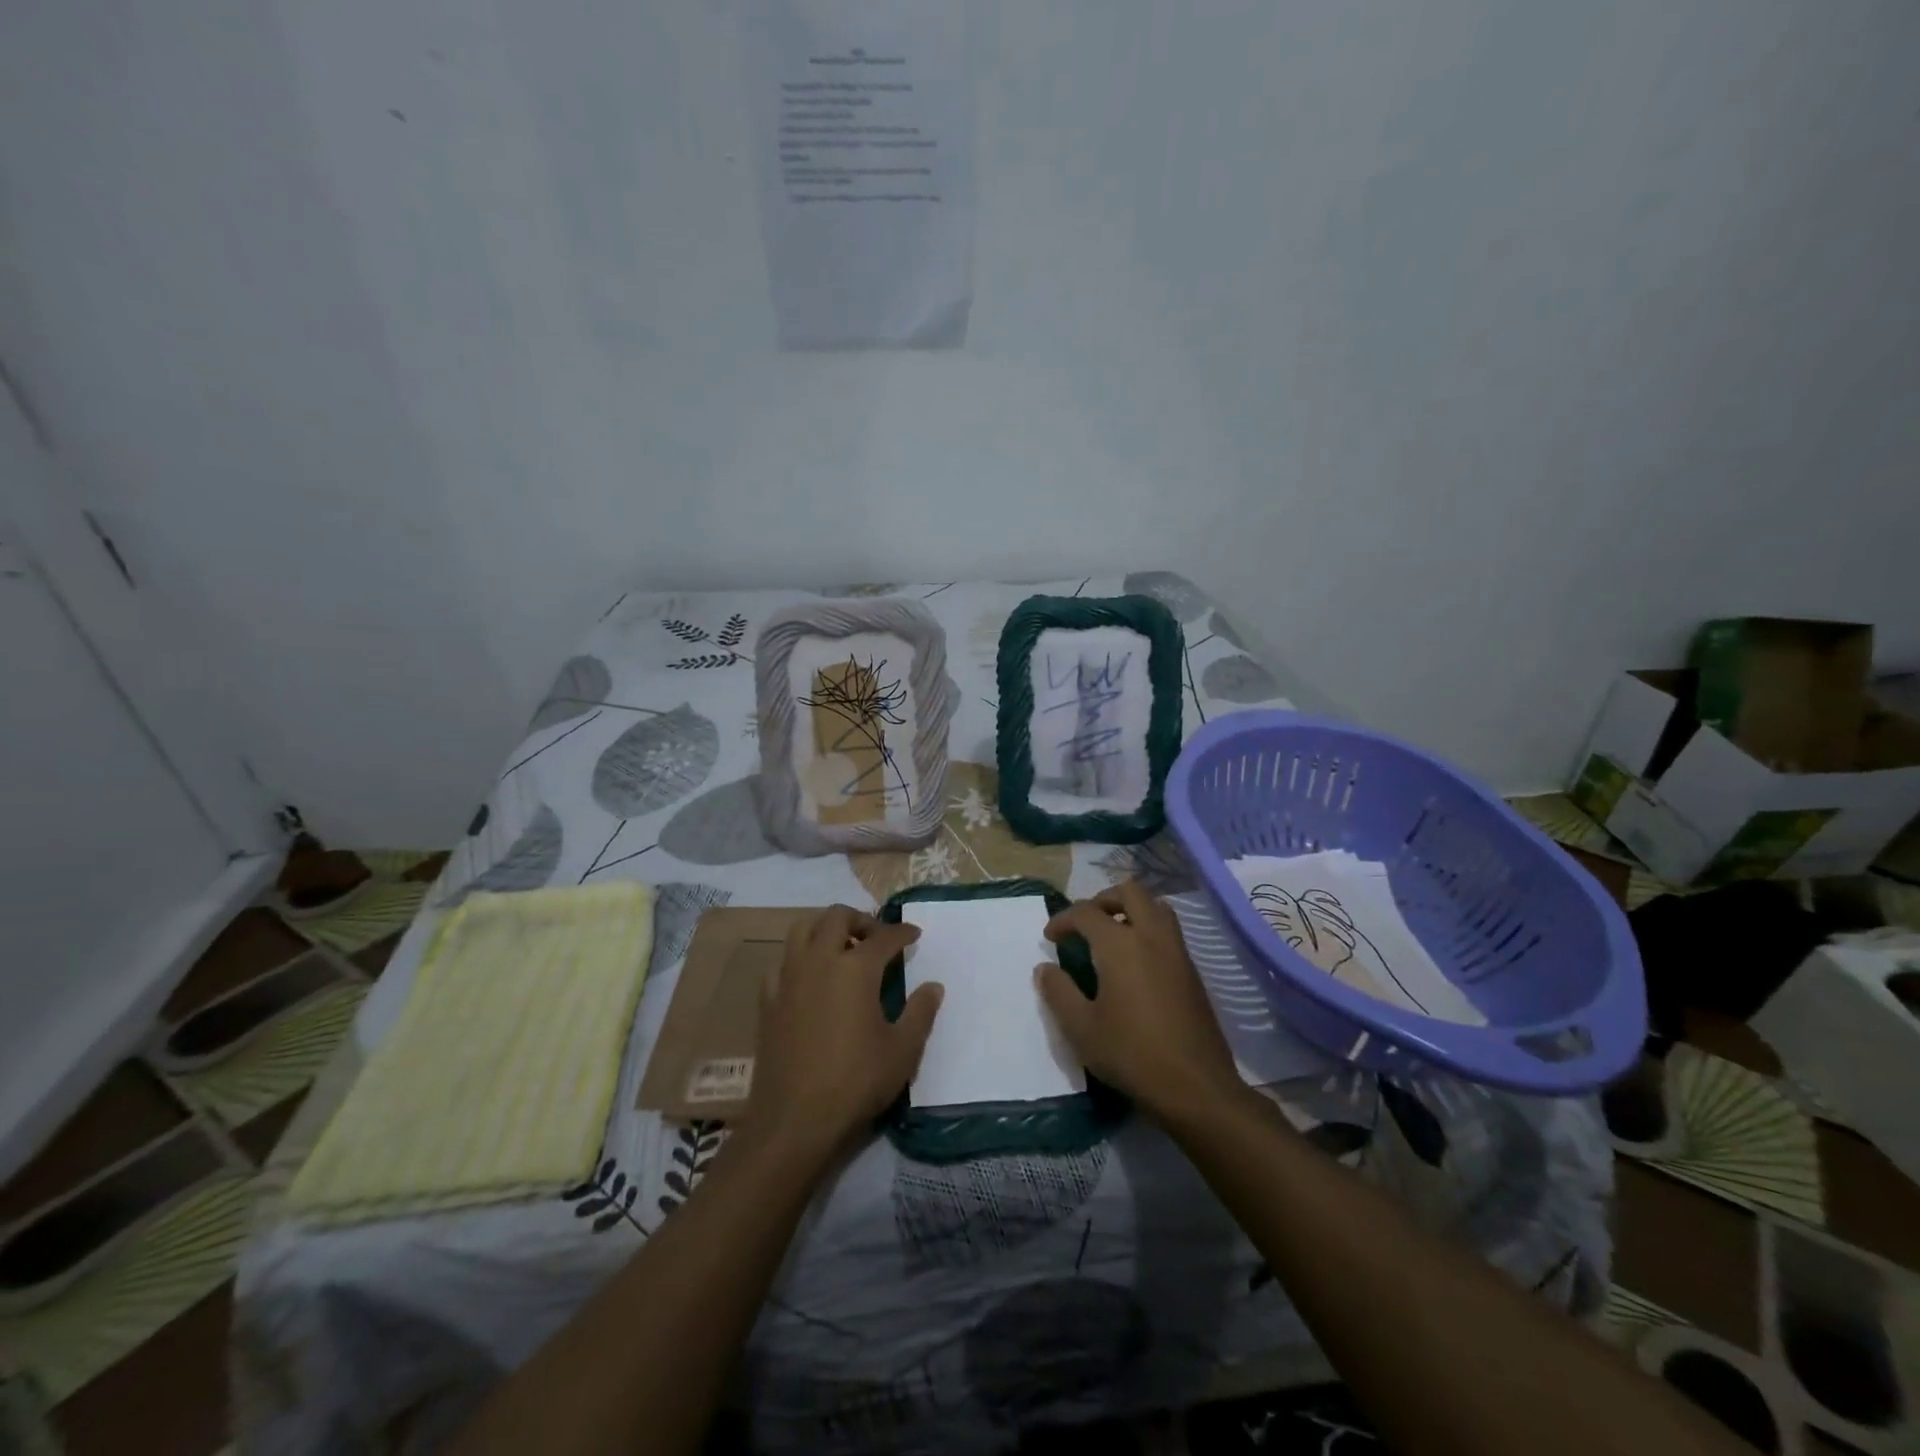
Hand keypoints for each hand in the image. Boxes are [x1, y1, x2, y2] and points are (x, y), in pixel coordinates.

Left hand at [746, 905, 942, 1158]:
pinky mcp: (768, 1000)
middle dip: (861, 919)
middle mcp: (819, 961)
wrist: (793, 1120)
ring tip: (842, 947)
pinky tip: (810, 979)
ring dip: (825, 928)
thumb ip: (921, 1012)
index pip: (884, 937)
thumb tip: (933, 986)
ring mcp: (788, 978)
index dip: (903, 933)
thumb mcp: (902, 1051)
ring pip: (803, 929)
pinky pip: (782, 962)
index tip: (914, 935)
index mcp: (855, 968)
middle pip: (837, 917)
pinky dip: (800, 958)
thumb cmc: (855, 1082)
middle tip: (877, 937)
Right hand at [1036, 880, 1241, 1119]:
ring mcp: (1177, 952)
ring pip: (1156, 906)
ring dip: (1131, 909)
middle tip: (1085, 923)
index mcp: (1120, 945)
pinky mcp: (1192, 971)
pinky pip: (1169, 930)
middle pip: (1130, 892)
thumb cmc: (1132, 1055)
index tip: (1050, 938)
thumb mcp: (1082, 1028)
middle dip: (1102, 899)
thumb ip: (1059, 992)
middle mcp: (1151, 936)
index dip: (1063, 919)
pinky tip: (1135, 962)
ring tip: (1112, 935)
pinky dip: (1148, 929)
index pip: (1086, 912)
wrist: (1196, 1087)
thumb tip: (1045, 968)